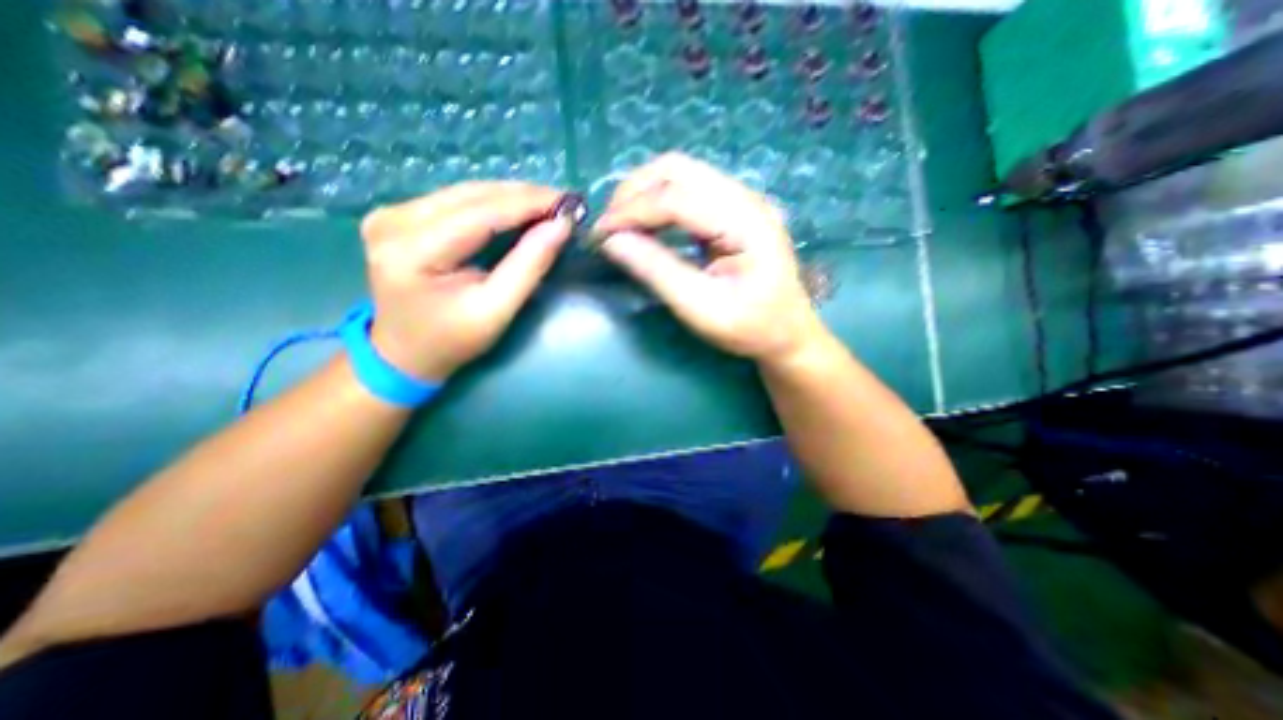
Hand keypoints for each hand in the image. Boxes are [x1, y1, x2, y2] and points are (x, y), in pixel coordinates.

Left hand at [355, 180, 564, 382]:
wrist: (406, 353)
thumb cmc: (452, 341)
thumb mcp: (496, 311)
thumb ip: (528, 267)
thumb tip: (561, 226)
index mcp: (412, 250)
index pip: (480, 214)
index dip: (528, 205)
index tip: (569, 202)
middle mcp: (394, 221)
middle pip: (471, 196)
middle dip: (523, 197)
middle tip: (564, 202)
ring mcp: (392, 214)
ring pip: (465, 193)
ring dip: (511, 197)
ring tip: (548, 203)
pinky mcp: (400, 216)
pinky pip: (456, 200)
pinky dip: (493, 203)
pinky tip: (519, 208)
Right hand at [594, 153, 827, 364]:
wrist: (787, 332)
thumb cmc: (749, 328)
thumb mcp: (700, 308)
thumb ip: (657, 271)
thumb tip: (612, 242)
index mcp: (746, 222)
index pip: (676, 198)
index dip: (632, 211)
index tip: (600, 235)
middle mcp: (745, 199)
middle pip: (677, 170)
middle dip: (633, 192)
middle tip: (609, 226)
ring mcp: (740, 200)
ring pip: (680, 174)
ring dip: (643, 193)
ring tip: (620, 225)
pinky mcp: (732, 210)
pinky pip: (687, 191)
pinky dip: (658, 202)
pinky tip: (645, 224)